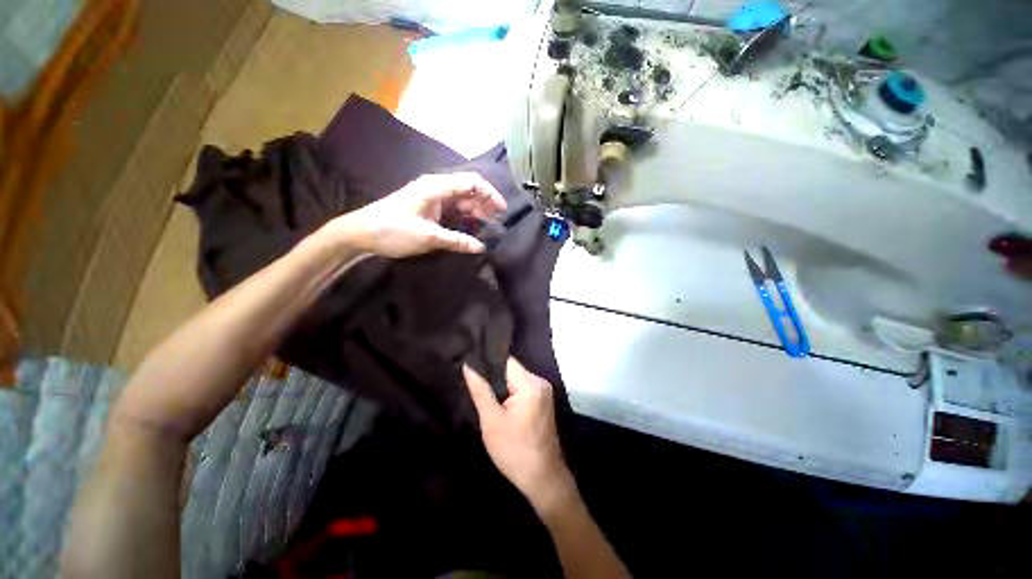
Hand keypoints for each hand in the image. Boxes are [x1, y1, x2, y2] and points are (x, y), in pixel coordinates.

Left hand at [326, 172, 505, 257]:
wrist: (361, 234)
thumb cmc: (393, 231)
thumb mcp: (428, 237)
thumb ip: (457, 241)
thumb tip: (481, 247)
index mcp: (436, 187)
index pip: (471, 182)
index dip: (490, 194)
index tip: (502, 210)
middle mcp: (436, 187)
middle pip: (468, 189)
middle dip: (486, 202)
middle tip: (498, 220)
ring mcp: (431, 197)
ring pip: (462, 198)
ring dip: (477, 209)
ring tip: (489, 224)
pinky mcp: (428, 207)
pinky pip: (453, 207)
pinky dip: (465, 215)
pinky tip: (472, 225)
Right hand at [463, 358, 574, 512]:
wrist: (542, 478)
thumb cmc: (514, 451)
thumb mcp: (492, 421)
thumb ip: (480, 391)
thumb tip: (468, 365)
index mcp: (530, 384)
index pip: (506, 361)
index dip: (487, 361)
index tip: (469, 363)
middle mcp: (539, 381)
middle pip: (511, 368)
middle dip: (492, 374)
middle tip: (471, 379)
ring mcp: (543, 390)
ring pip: (515, 378)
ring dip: (500, 384)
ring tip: (480, 387)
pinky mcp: (542, 399)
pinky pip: (521, 387)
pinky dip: (509, 391)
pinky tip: (497, 399)